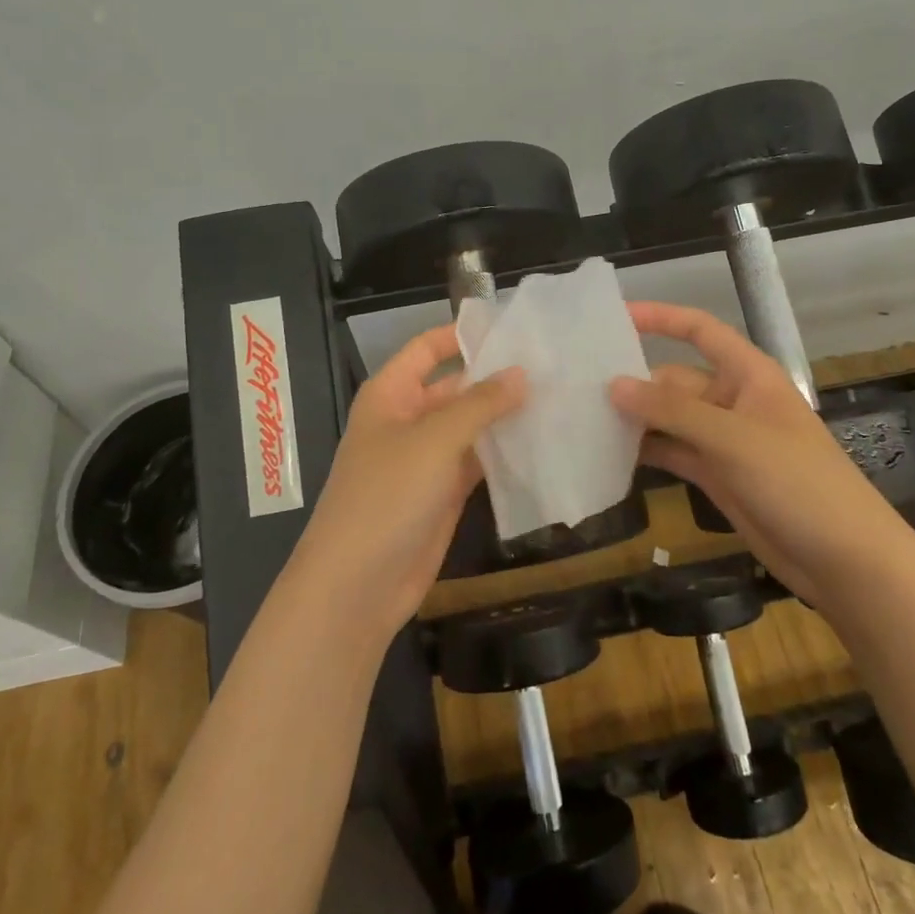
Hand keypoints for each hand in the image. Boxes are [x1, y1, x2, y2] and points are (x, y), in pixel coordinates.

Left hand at [292, 325, 525, 640]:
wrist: (356, 587)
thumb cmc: (386, 497)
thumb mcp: (434, 441)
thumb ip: (480, 404)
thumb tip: (520, 373)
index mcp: (390, 394)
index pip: (427, 349)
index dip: (464, 335)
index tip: (514, 327)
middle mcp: (407, 420)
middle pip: (455, 386)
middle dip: (496, 377)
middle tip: (552, 365)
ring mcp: (426, 459)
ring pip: (471, 426)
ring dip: (505, 416)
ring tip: (558, 396)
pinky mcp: (443, 493)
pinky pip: (477, 462)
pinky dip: (504, 452)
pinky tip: (542, 441)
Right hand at [609, 301, 890, 596]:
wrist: (846, 561)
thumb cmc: (798, 483)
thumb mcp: (733, 439)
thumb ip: (671, 411)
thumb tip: (613, 384)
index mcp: (748, 374)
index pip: (699, 330)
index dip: (660, 318)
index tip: (614, 317)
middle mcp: (732, 400)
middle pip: (674, 379)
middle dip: (634, 382)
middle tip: (578, 387)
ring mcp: (724, 441)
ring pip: (669, 419)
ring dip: (635, 419)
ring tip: (583, 418)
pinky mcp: (716, 476)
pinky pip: (673, 452)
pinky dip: (646, 452)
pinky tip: (609, 454)